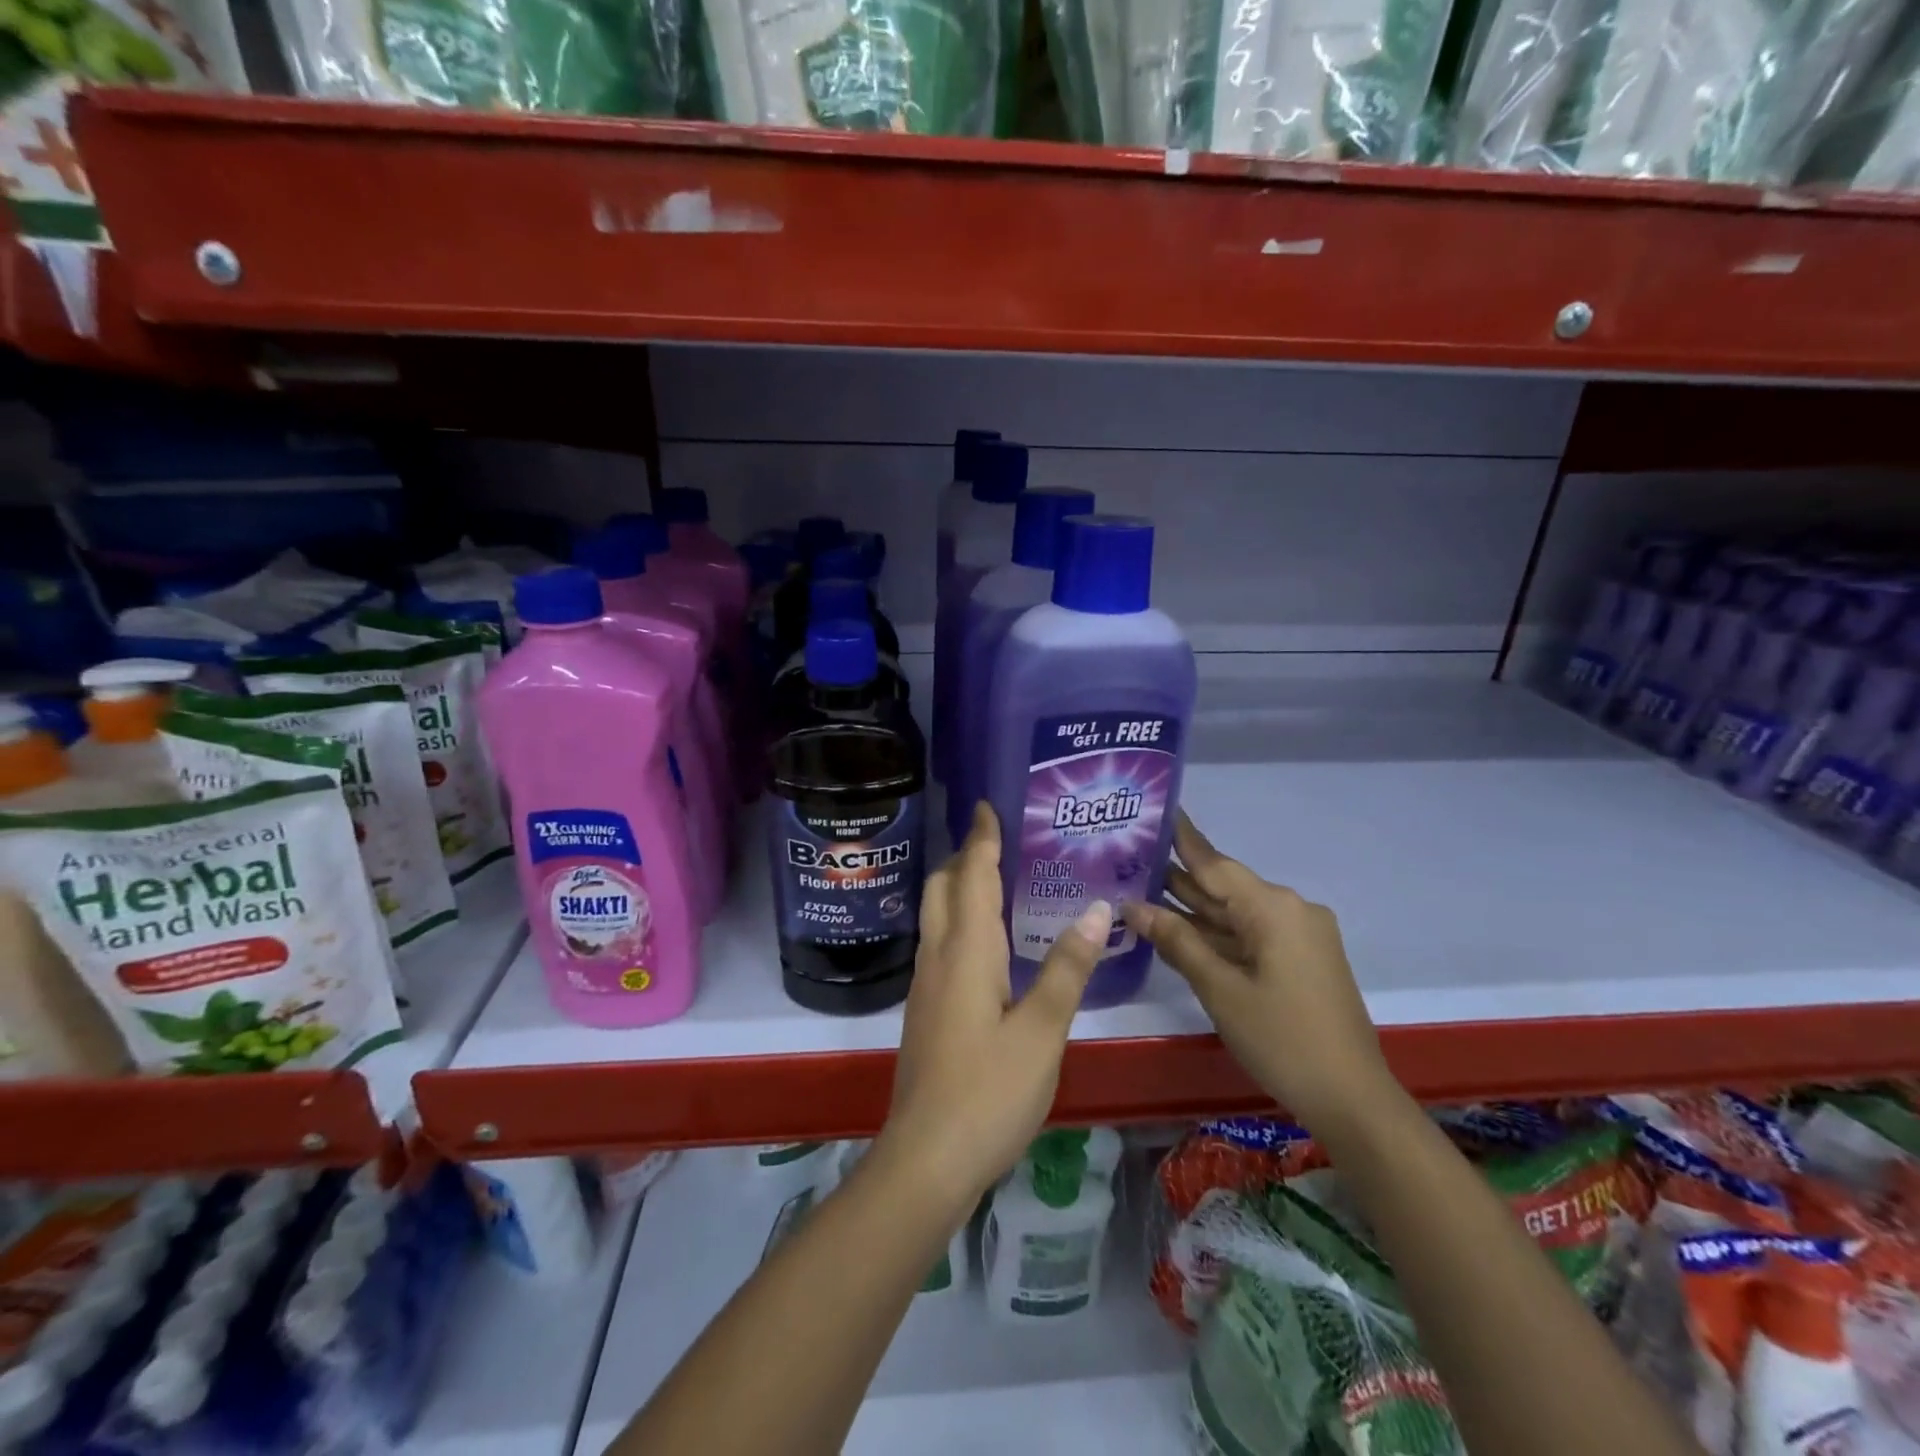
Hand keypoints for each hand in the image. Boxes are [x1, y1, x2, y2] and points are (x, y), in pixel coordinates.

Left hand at [877, 803, 1108, 1211]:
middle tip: (998, 841)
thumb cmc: (989, 1091)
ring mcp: (926, 985)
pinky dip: (959, 921)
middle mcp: (939, 957)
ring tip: (997, 880)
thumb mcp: (1042, 1030)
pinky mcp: (926, 1010)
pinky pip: (940, 943)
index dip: (981, 840)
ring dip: (959, 887)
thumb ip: (1067, 968)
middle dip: (964, 857)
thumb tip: (1095, 909)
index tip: (986, 805)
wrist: (926, 1158)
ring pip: (936, 916)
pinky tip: (986, 942)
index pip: (972, 877)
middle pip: (942, 888)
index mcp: (966, 951)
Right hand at [1120, 812, 1392, 1133]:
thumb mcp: (1220, 989)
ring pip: (1234, 913)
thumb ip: (1177, 941)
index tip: (1154, 809)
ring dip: (1192, 909)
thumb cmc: (1282, 1039)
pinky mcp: (1300, 959)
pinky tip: (1177, 930)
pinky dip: (1215, 934)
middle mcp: (1288, 910)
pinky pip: (1249, 935)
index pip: (1214, 863)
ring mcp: (1297, 935)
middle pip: (1223, 887)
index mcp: (1273, 907)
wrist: (1352, 1099)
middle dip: (1176, 878)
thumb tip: (1133, 907)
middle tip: (1126, 859)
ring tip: (1138, 891)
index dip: (1180, 838)